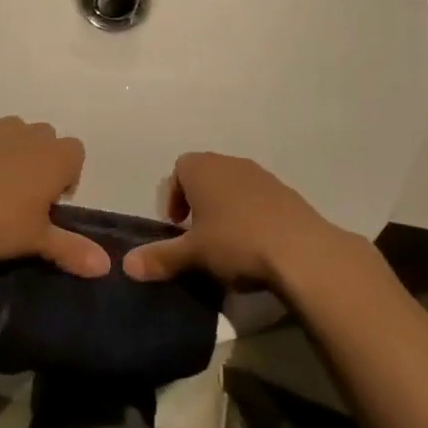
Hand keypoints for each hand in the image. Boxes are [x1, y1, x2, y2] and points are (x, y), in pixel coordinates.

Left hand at [0, 115, 109, 277]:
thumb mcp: (35, 241)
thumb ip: (70, 250)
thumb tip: (106, 266)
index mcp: (56, 157)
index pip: (77, 154)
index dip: (68, 177)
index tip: (51, 205)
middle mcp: (29, 134)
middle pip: (46, 139)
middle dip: (39, 161)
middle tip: (22, 198)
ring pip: (12, 131)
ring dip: (8, 151)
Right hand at [122, 152, 349, 289]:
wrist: (301, 250)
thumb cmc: (236, 242)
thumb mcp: (193, 254)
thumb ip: (160, 257)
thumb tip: (126, 265)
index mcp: (203, 168)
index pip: (178, 170)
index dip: (173, 197)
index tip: (177, 227)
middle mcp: (230, 163)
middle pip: (205, 176)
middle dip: (198, 204)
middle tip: (197, 237)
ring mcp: (261, 175)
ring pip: (233, 187)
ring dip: (225, 210)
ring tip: (226, 245)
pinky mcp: (285, 193)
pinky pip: (257, 199)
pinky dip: (250, 216)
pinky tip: (255, 246)